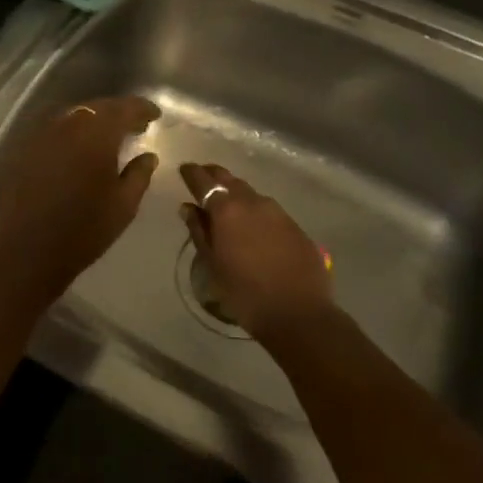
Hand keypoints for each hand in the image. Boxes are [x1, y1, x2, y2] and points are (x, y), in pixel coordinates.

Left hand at [0, 96, 160, 295]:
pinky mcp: (25, 149)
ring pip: (75, 116)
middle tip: (135, 126)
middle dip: (119, 113)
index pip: (125, 108)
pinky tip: (79, 150)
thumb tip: (148, 156)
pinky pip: (56, 130)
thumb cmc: (84, 230)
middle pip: (98, 107)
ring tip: (109, 137)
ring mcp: (42, 135)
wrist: (27, 252)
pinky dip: (73, 133)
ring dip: (94, 121)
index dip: (142, 108)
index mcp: (97, 134)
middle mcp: (68, 124)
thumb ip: (139, 174)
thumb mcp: (124, 205)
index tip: (155, 115)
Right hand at [179, 163, 336, 341]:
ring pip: (250, 193)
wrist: (298, 312)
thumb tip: (188, 208)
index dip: (191, 173)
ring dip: (236, 193)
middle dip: (214, 176)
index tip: (184, 169)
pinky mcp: (294, 225)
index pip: (204, 180)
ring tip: (226, 203)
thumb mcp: (212, 264)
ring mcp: (277, 211)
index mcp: (227, 209)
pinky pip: (268, 209)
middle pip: (228, 179)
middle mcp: (252, 201)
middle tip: (202, 178)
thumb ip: (199, 231)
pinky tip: (252, 224)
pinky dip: (254, 209)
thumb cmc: (245, 293)